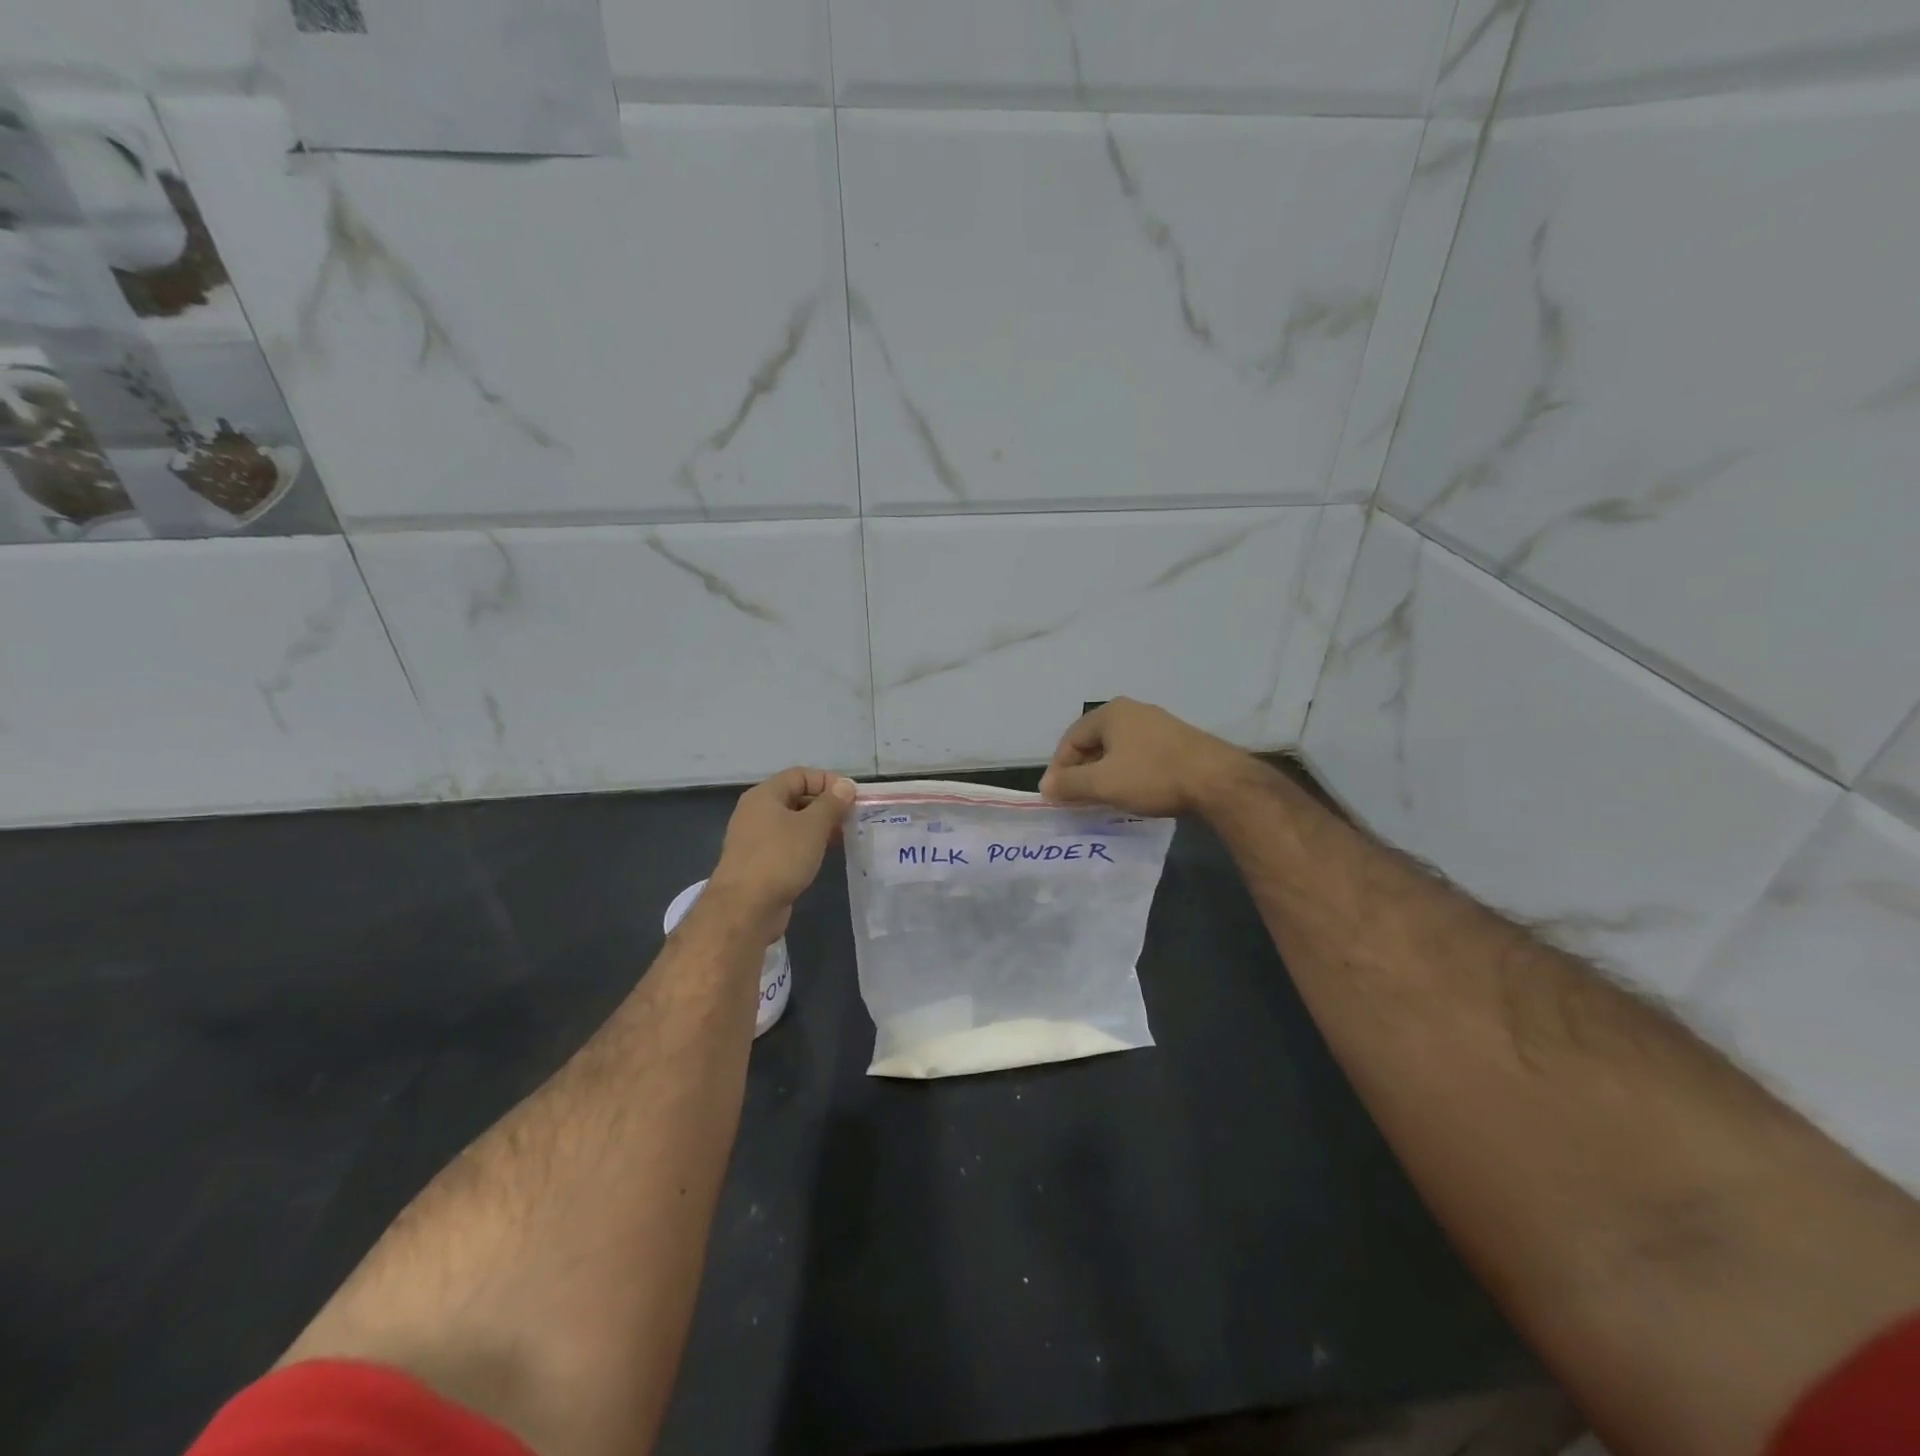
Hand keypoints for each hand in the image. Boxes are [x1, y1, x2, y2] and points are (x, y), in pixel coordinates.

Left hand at [708, 767, 856, 938]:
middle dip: (825, 805)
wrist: (745, 908)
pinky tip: (824, 856)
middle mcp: (756, 812)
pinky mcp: (759, 863)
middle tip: (851, 818)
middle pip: (796, 797)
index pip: (800, 775)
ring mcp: (755, 839)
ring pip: (792, 823)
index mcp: (765, 795)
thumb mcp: (812, 826)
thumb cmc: (780, 858)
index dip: (827, 781)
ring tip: (843, 837)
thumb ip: (831, 804)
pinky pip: (787, 844)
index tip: (852, 797)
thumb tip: (845, 786)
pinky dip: (807, 845)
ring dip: (819, 827)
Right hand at [1039, 698, 1244, 817]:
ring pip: (1118, 750)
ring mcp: (1158, 724)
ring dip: (1105, 774)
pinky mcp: (1177, 741)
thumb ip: (1069, 784)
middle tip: (1077, 799)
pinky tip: (1132, 792)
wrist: (1216, 780)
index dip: (1059, 768)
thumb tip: (1046, 786)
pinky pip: (1140, 755)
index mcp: (1110, 713)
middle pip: (1094, 742)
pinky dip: (1128, 773)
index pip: (1071, 739)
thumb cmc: (1152, 776)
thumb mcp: (1103, 784)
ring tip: (1102, 799)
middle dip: (1082, 771)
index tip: (1056, 796)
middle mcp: (1133, 711)